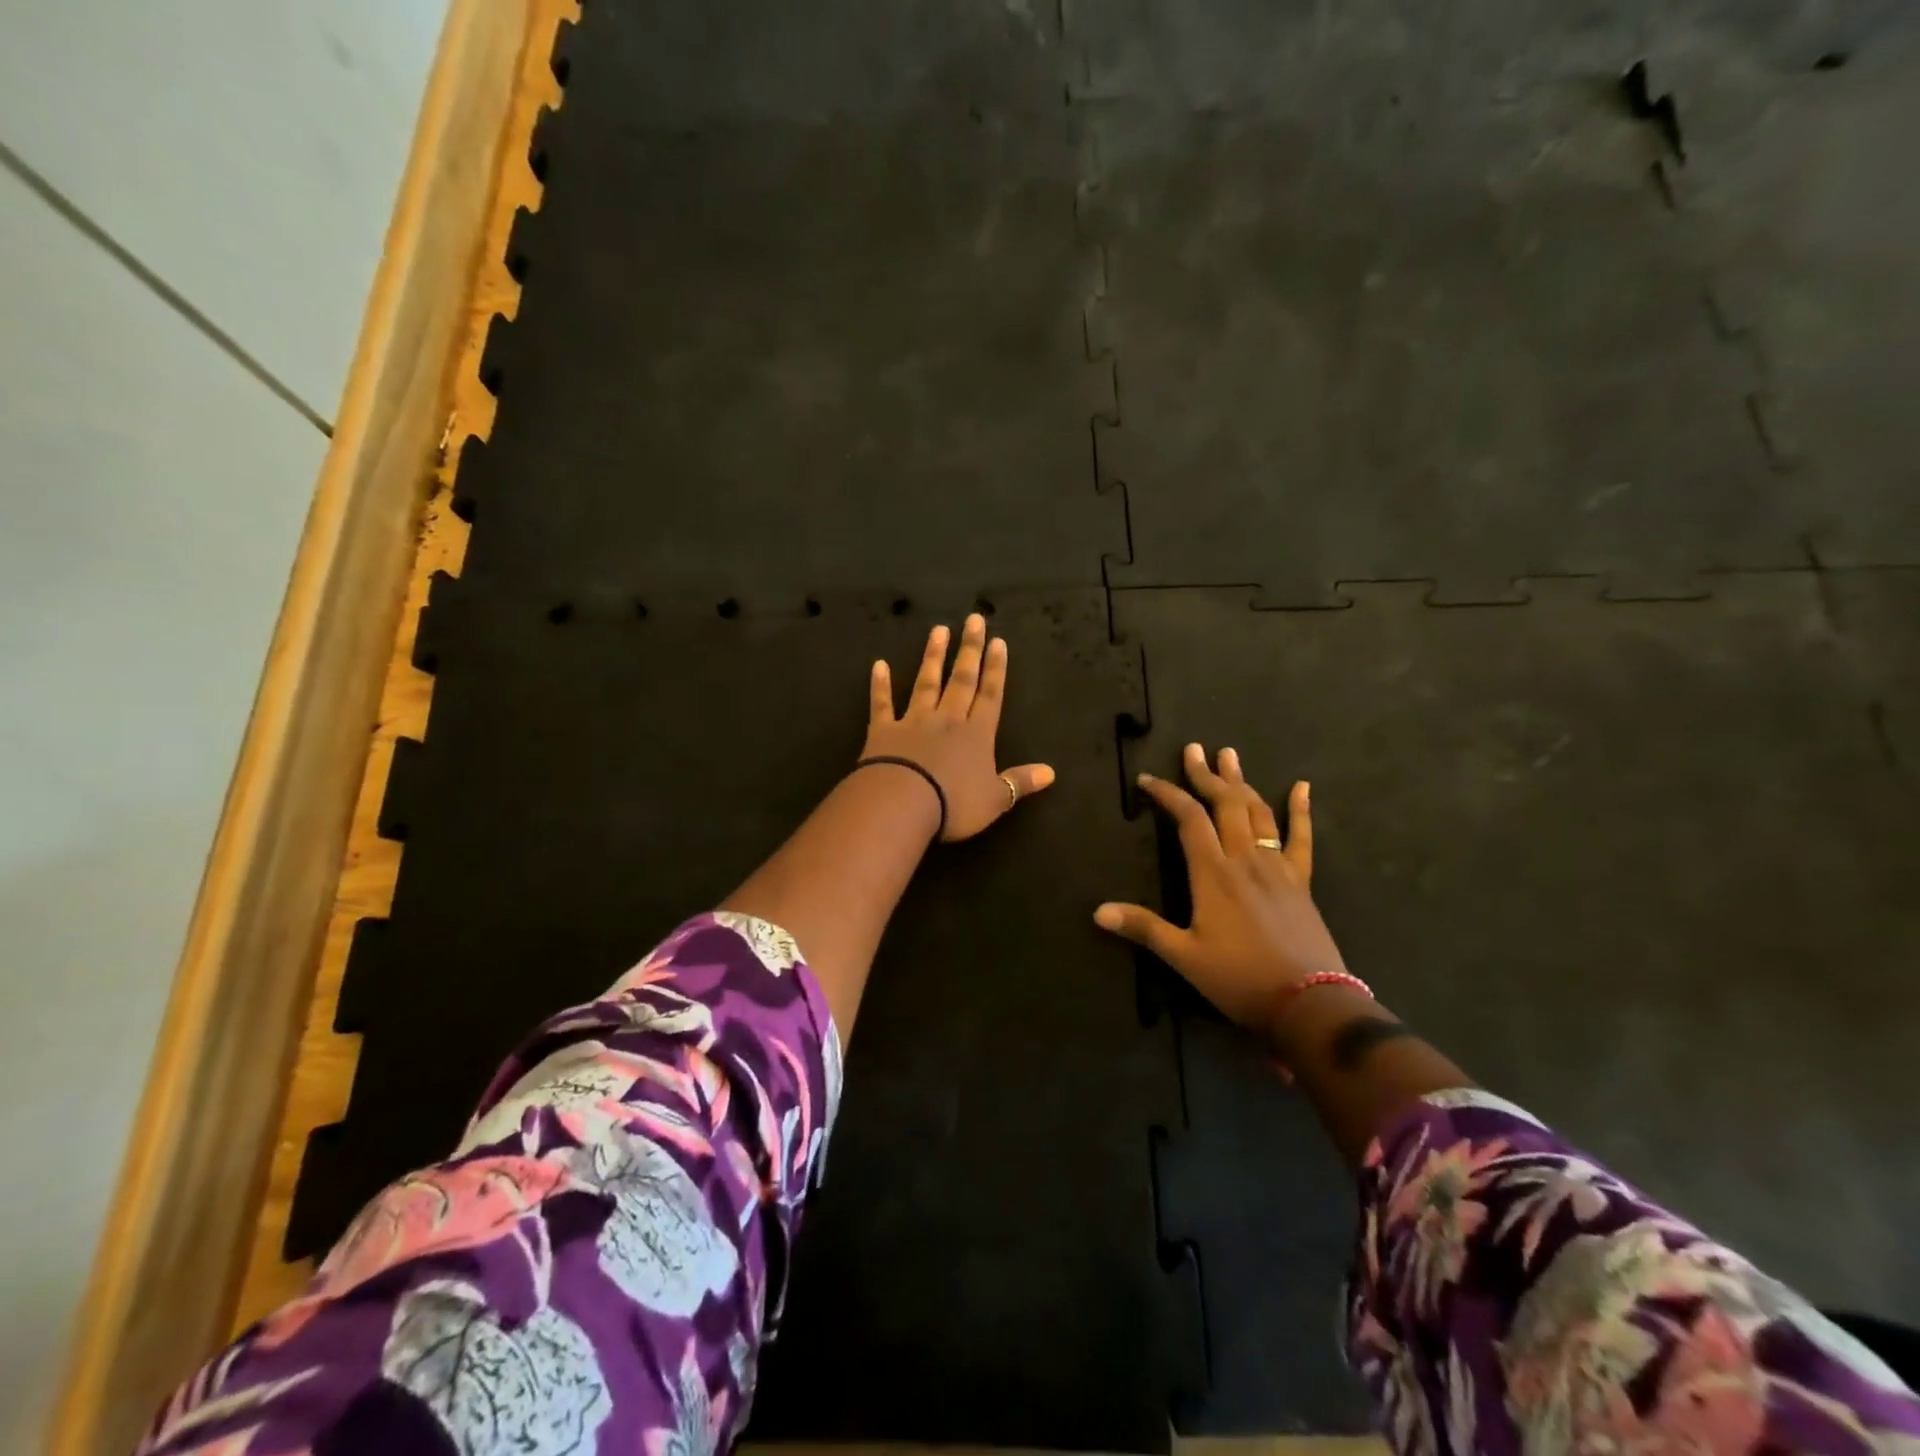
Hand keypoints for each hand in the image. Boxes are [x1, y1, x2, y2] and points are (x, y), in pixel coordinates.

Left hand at [862, 613, 1055, 841]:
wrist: (902, 804)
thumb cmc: (954, 804)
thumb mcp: (995, 799)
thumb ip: (1020, 782)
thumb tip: (1051, 773)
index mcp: (977, 734)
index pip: (990, 695)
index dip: (996, 669)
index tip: (998, 641)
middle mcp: (948, 720)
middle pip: (962, 679)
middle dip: (970, 650)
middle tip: (973, 619)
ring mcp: (914, 721)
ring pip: (927, 683)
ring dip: (933, 656)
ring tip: (938, 630)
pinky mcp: (884, 731)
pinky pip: (882, 703)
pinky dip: (880, 685)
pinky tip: (878, 665)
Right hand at [1095, 743, 1347, 1033]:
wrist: (1309, 1004)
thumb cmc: (1239, 979)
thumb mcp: (1184, 956)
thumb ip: (1143, 928)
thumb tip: (1098, 911)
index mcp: (1213, 873)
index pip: (1188, 819)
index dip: (1168, 795)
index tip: (1148, 780)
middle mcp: (1245, 859)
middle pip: (1224, 804)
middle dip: (1206, 775)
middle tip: (1193, 750)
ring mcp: (1277, 867)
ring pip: (1258, 812)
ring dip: (1241, 782)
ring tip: (1229, 755)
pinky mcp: (1301, 881)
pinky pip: (1301, 838)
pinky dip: (1301, 811)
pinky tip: (1302, 787)